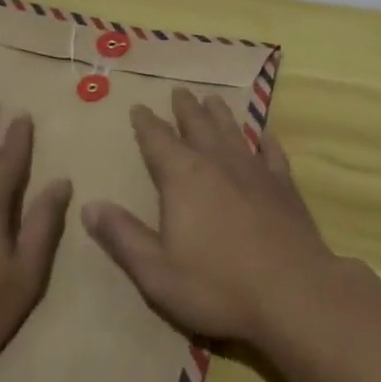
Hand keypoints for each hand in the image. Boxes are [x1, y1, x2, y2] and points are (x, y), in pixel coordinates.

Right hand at [81, 87, 336, 348]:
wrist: (291, 291)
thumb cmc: (217, 285)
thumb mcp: (157, 271)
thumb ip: (123, 236)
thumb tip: (89, 205)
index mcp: (183, 177)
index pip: (158, 141)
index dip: (146, 124)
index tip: (139, 106)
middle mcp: (217, 161)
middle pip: (197, 125)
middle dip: (185, 108)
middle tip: (179, 90)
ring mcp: (254, 170)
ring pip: (232, 131)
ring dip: (220, 114)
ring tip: (212, 98)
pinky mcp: (283, 185)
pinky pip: (272, 153)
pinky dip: (266, 140)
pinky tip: (265, 134)